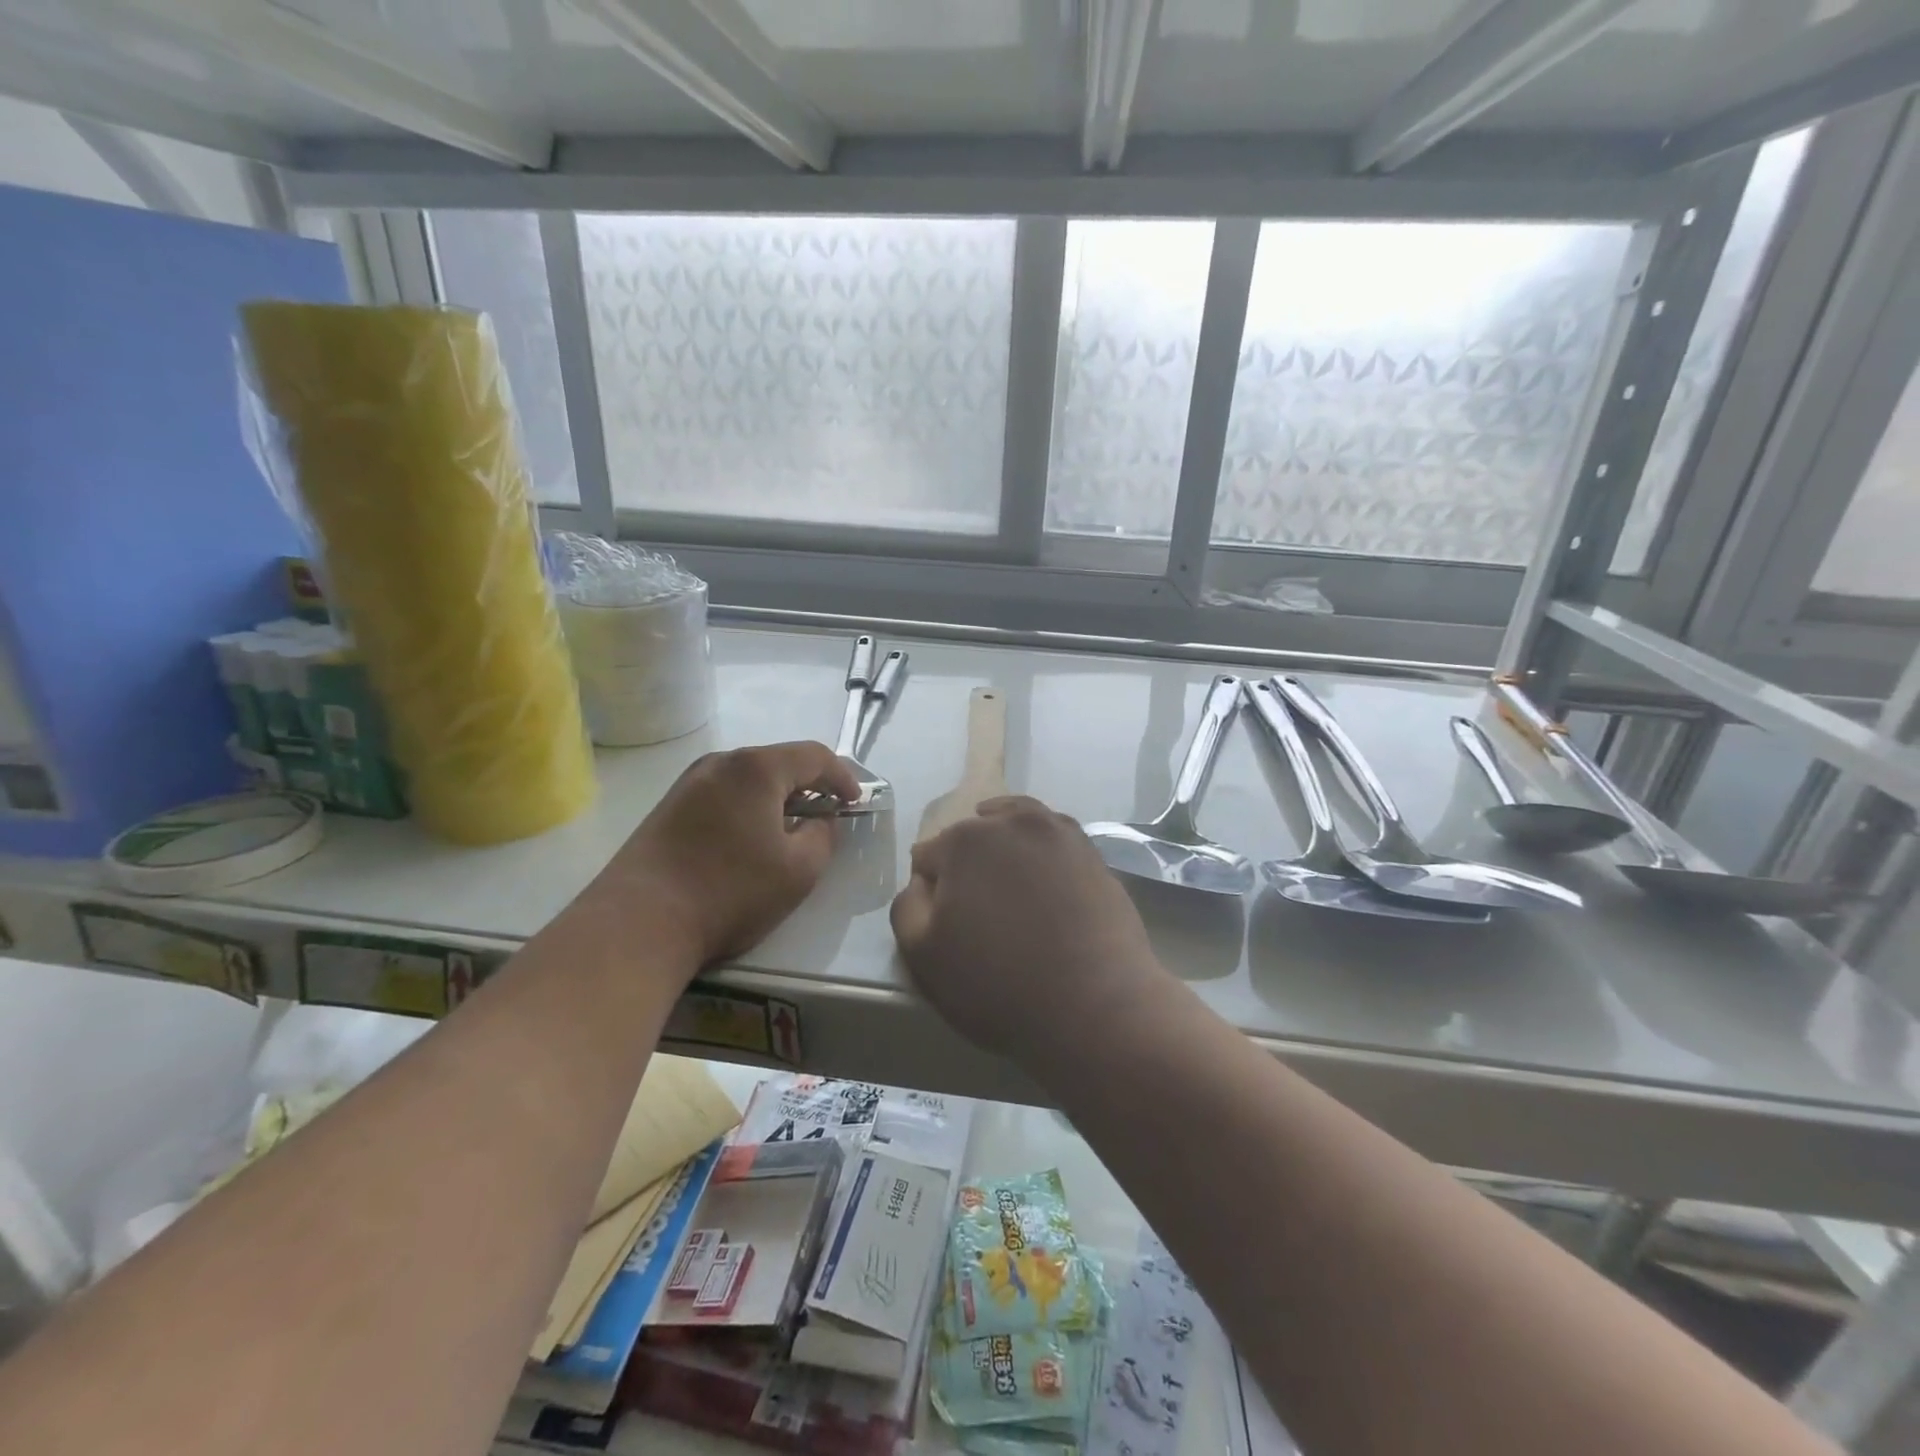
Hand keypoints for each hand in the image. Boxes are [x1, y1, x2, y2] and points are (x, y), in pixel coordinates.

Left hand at [587, 742, 860, 969]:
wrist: (640, 923)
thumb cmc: (730, 892)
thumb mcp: (799, 870)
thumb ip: (824, 835)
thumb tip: (820, 820)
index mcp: (756, 768)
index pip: (814, 755)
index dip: (842, 776)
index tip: (855, 802)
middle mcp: (720, 763)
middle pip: (778, 761)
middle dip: (809, 784)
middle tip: (826, 813)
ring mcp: (688, 783)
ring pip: (748, 778)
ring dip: (776, 796)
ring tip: (789, 828)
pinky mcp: (668, 807)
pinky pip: (723, 793)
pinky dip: (747, 806)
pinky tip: (749, 839)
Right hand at [890, 796, 1167, 1063]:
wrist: (1096, 1007)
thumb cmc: (999, 984)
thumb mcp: (923, 957)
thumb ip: (907, 906)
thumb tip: (923, 881)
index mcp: (965, 840)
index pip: (930, 856)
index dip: (932, 889)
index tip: (943, 920)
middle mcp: (1013, 822)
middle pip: (975, 836)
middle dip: (969, 864)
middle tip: (978, 910)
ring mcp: (1060, 834)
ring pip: (1018, 829)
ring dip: (1008, 849)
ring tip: (1010, 891)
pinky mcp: (1095, 855)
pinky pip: (1055, 846)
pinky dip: (1045, 858)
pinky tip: (1046, 888)